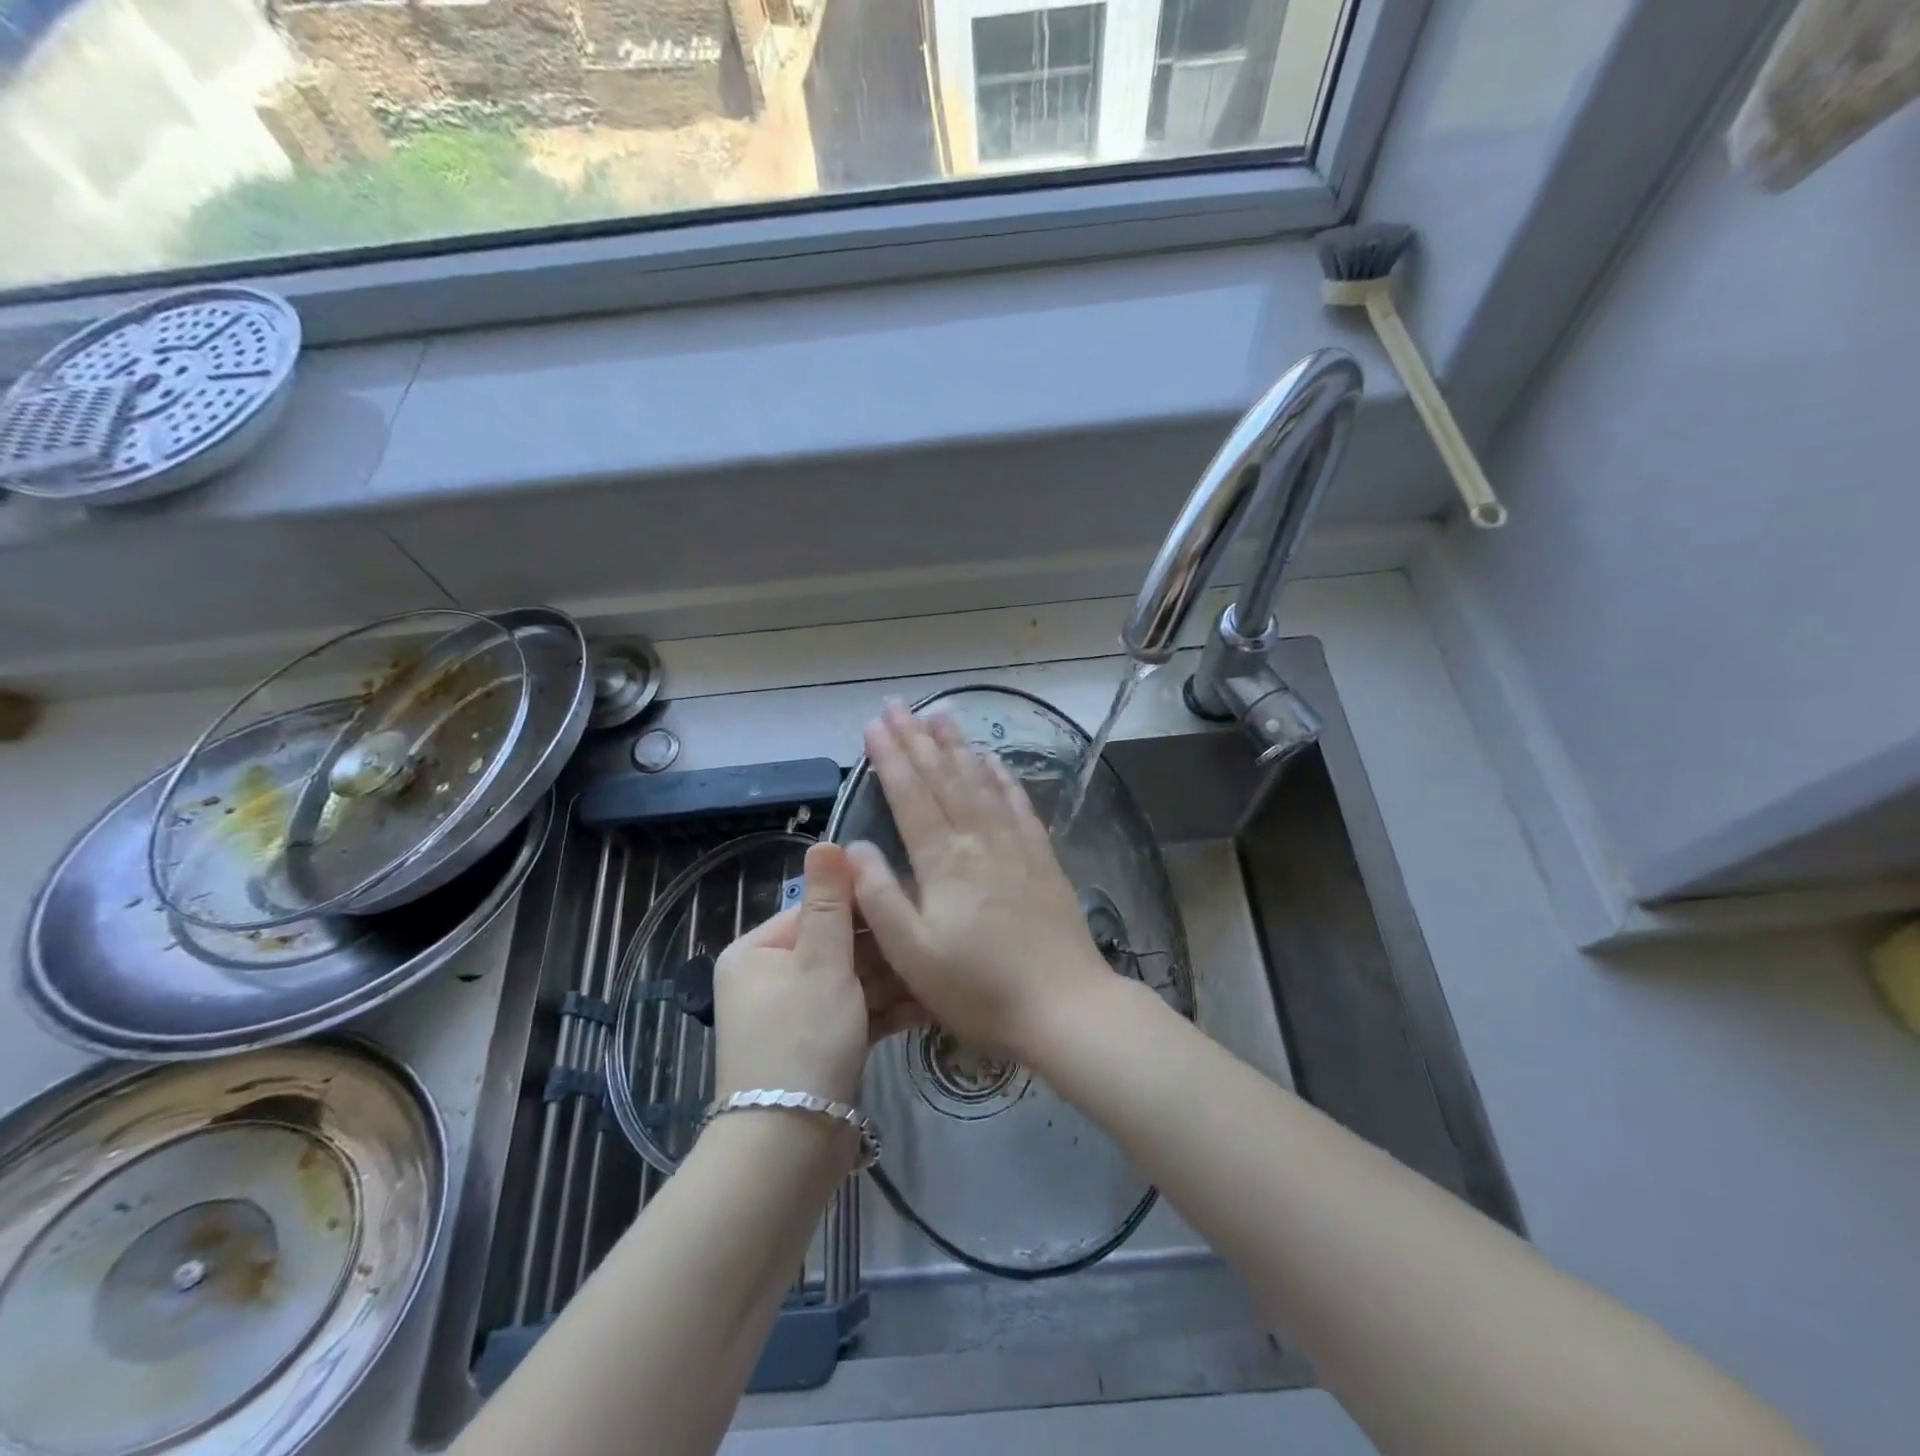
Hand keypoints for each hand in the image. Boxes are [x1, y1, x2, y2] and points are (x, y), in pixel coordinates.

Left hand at [711, 842, 924, 1107]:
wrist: (788, 1149)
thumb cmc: (802, 1039)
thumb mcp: (821, 963)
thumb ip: (830, 902)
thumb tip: (826, 840)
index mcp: (756, 952)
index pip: (816, 910)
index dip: (863, 905)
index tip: (911, 897)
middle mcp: (771, 979)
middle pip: (838, 946)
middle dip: (885, 947)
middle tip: (934, 935)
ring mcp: (796, 1016)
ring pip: (853, 982)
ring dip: (894, 979)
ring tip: (941, 968)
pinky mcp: (821, 1046)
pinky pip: (857, 1014)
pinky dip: (888, 1009)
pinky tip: (931, 1003)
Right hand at [845, 703, 1112, 1061]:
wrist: (1064, 1006)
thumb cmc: (979, 988)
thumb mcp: (912, 954)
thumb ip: (879, 896)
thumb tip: (854, 845)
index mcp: (944, 861)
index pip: (910, 795)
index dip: (890, 757)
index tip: (873, 724)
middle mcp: (979, 839)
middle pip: (944, 777)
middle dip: (918, 738)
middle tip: (898, 705)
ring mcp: (1015, 845)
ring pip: (981, 781)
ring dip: (958, 746)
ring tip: (941, 715)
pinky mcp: (1042, 858)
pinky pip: (1018, 803)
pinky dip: (1002, 776)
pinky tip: (994, 760)